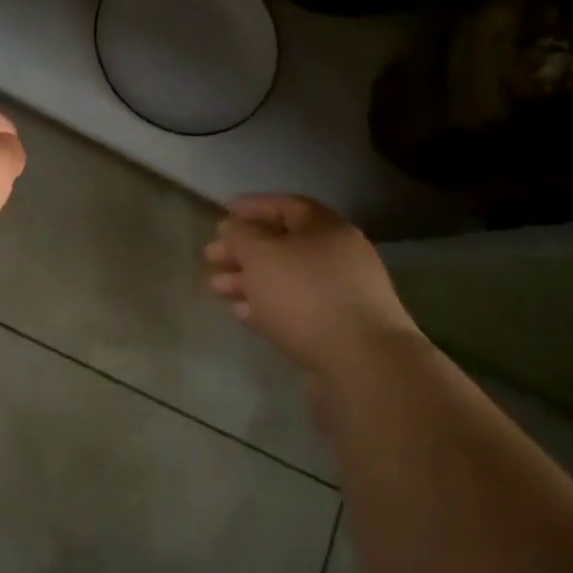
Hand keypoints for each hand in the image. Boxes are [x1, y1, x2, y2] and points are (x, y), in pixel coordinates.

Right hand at [204, 195, 422, 379]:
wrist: (363, 365)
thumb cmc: (306, 295)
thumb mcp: (262, 254)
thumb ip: (241, 235)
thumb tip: (233, 227)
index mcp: (326, 227)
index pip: (285, 206)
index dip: (251, 208)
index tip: (222, 215)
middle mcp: (338, 255)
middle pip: (283, 244)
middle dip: (244, 250)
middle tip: (210, 258)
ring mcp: (342, 295)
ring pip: (287, 279)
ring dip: (250, 281)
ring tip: (216, 289)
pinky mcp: (339, 331)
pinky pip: (296, 309)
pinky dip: (268, 307)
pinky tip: (242, 314)